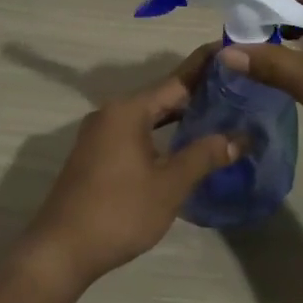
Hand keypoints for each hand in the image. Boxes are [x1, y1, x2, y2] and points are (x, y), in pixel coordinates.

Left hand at [21, 46, 243, 287]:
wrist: (61, 251)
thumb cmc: (119, 212)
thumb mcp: (169, 184)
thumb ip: (205, 156)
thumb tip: (241, 138)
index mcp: (128, 111)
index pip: (177, 80)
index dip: (207, 67)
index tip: (233, 51)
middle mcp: (111, 113)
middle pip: (162, 96)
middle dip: (198, 93)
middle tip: (238, 89)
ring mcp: (100, 135)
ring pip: (148, 116)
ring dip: (180, 115)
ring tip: (219, 113)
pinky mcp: (96, 155)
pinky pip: (136, 132)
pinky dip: (162, 132)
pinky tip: (184, 143)